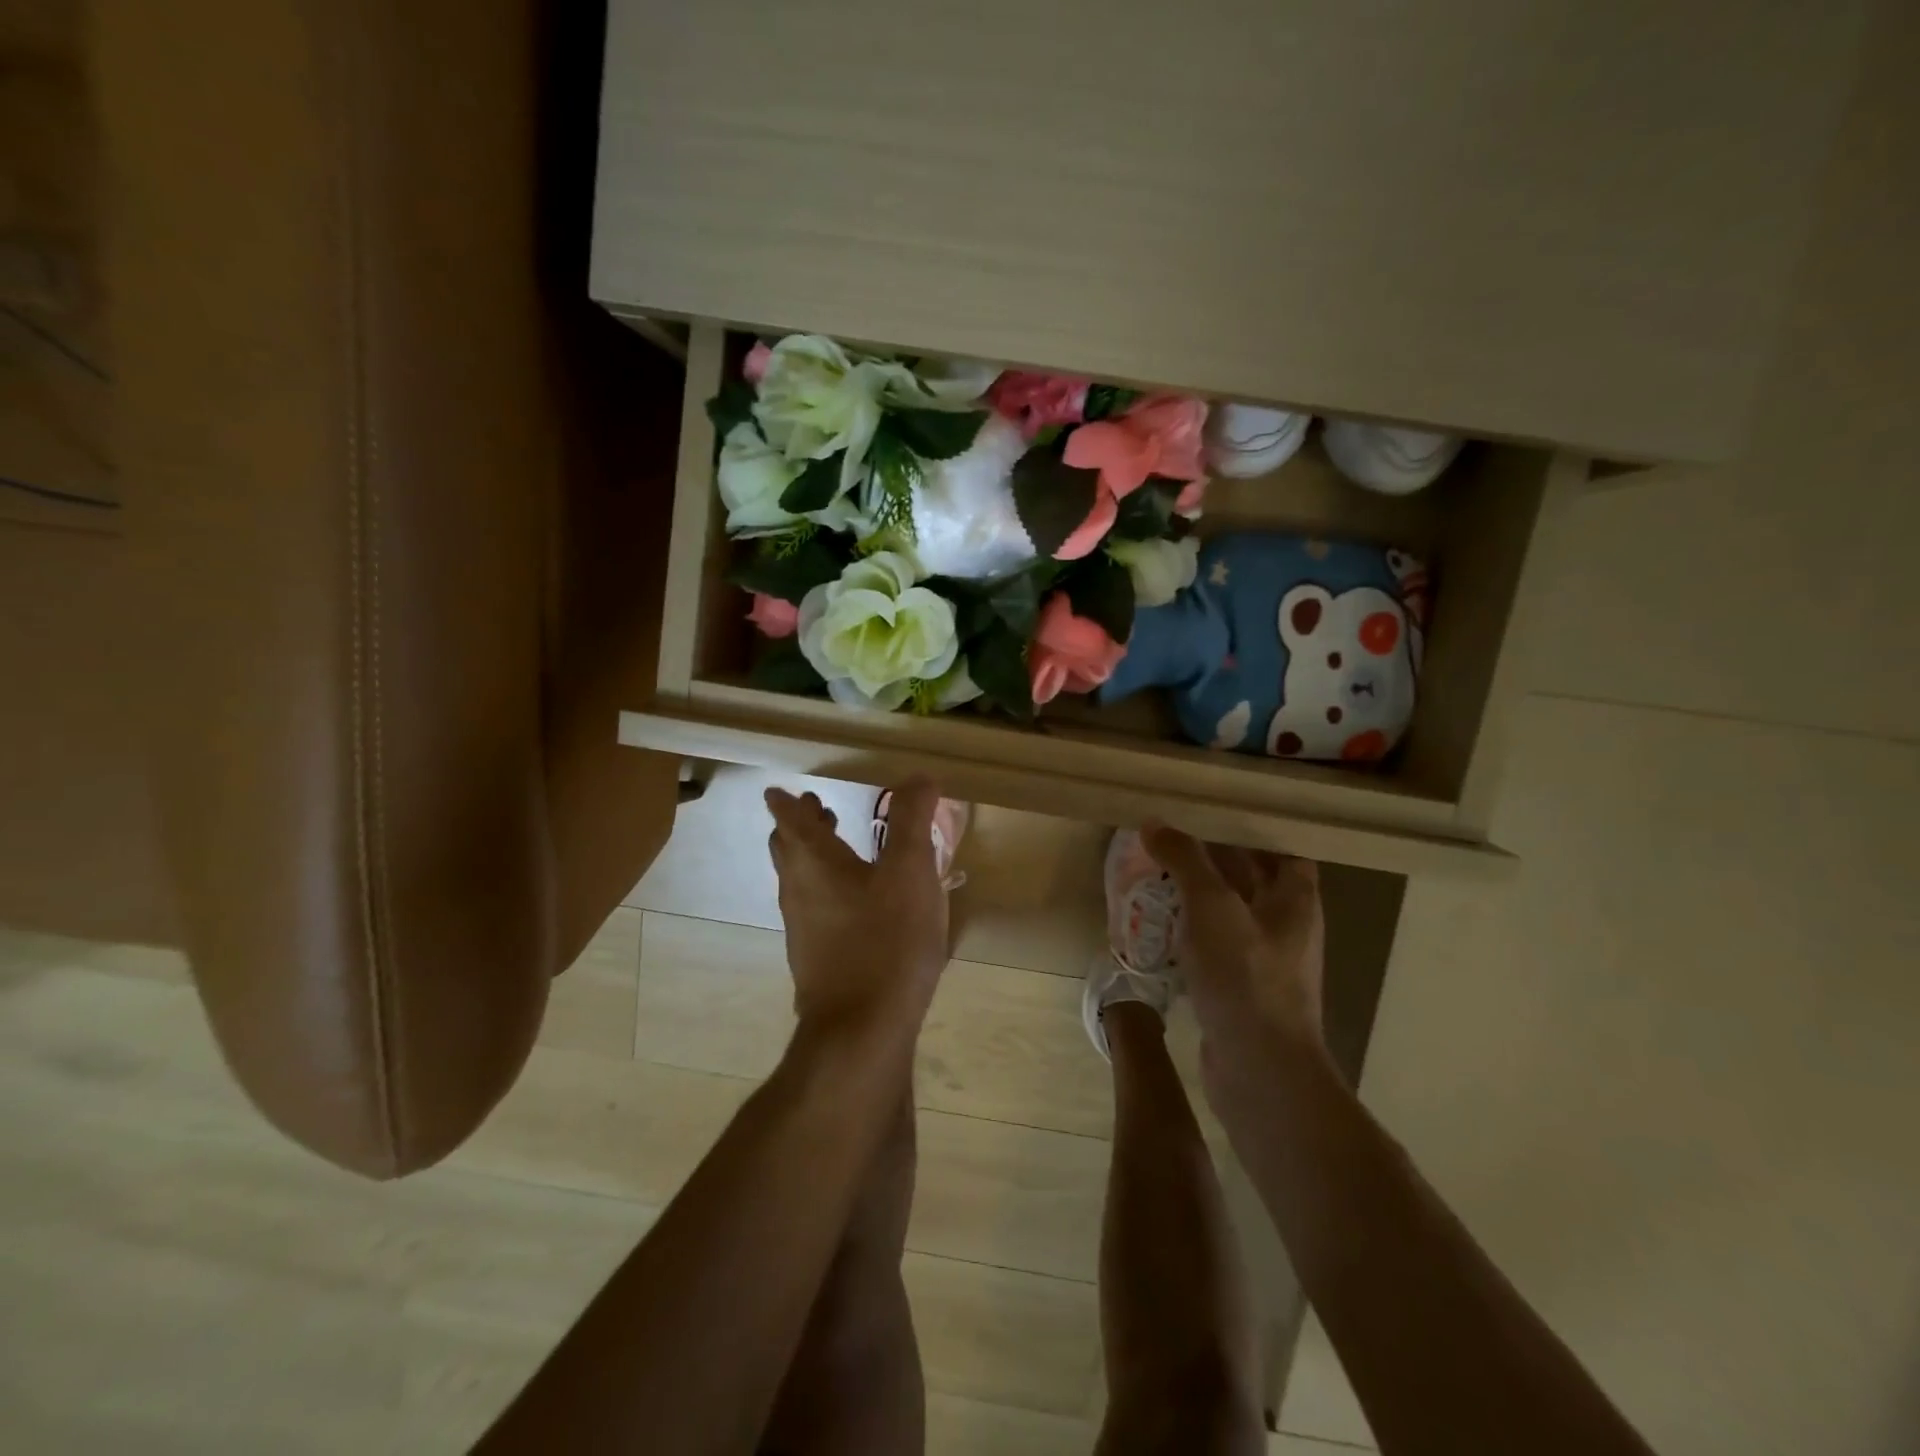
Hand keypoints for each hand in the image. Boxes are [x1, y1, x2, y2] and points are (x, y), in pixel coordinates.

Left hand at [766, 777, 951, 1044]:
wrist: (862, 1031)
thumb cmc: (887, 941)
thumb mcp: (910, 872)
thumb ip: (912, 821)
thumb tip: (918, 778)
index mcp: (814, 864)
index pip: (790, 821)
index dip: (787, 802)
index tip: (780, 790)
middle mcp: (799, 892)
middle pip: (788, 850)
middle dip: (798, 826)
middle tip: (818, 808)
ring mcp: (804, 930)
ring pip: (799, 881)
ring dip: (813, 856)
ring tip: (841, 846)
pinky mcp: (816, 960)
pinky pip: (814, 908)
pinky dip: (827, 888)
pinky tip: (859, 902)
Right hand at [1141, 825, 1328, 1089]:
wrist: (1259, 1070)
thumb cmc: (1244, 976)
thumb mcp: (1211, 906)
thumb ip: (1185, 860)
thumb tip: (1154, 823)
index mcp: (1294, 901)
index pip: (1281, 850)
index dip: (1250, 830)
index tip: (1209, 814)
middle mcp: (1284, 927)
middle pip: (1250, 880)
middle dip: (1211, 860)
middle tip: (1167, 838)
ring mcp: (1262, 962)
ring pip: (1227, 915)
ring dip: (1195, 896)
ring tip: (1153, 874)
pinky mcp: (1238, 991)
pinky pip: (1212, 948)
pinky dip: (1188, 933)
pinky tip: (1155, 927)